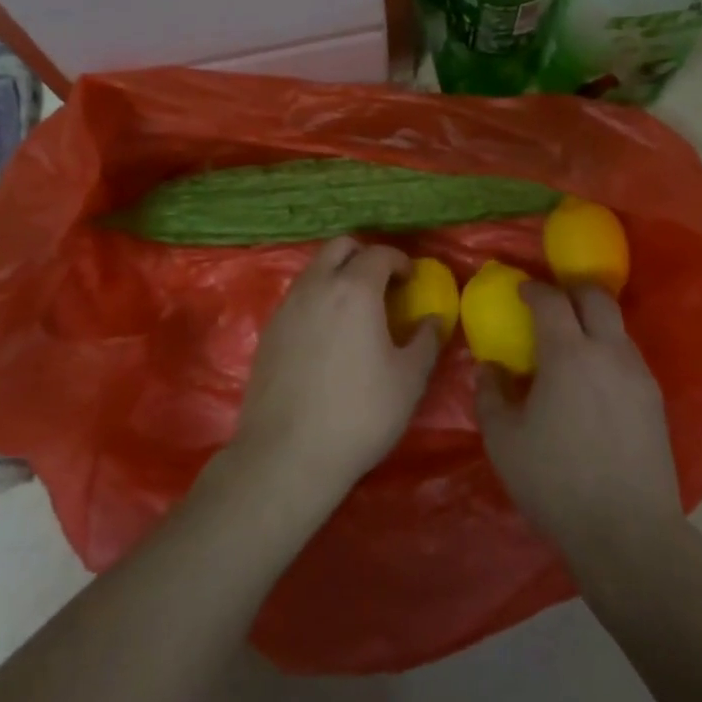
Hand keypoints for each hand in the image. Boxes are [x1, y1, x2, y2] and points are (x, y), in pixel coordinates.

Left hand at [233, 237, 441, 503]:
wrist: (287, 455)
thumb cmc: (359, 414)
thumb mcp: (409, 380)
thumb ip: (426, 340)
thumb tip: (433, 319)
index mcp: (354, 289)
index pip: (379, 253)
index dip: (400, 261)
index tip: (411, 280)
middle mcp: (316, 286)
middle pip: (340, 247)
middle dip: (364, 256)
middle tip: (383, 285)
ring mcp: (287, 307)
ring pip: (314, 269)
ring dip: (338, 275)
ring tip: (356, 309)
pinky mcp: (268, 331)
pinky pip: (298, 297)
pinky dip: (317, 299)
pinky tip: (328, 334)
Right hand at [475, 283, 682, 578]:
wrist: (628, 532)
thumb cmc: (555, 482)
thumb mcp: (503, 441)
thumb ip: (491, 394)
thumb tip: (491, 368)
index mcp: (569, 354)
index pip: (551, 300)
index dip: (533, 289)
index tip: (520, 289)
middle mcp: (609, 352)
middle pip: (596, 297)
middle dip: (572, 290)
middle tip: (552, 301)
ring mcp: (638, 375)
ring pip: (617, 327)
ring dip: (593, 321)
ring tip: (572, 344)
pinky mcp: (655, 400)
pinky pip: (628, 356)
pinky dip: (608, 350)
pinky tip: (594, 380)